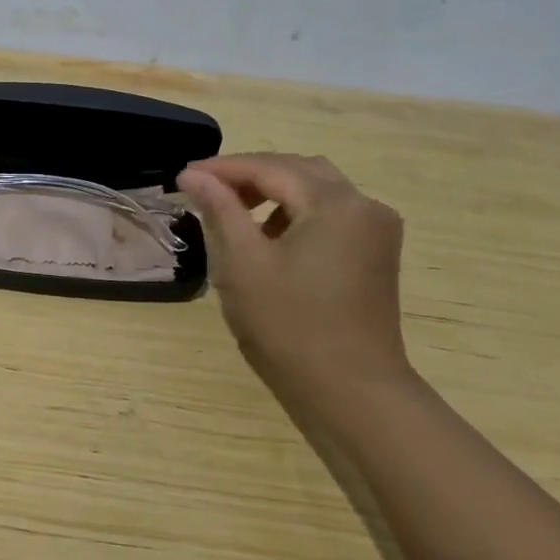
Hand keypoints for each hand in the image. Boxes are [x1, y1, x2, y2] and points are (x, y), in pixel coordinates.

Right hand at [176, 153, 411, 398]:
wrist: (352, 391)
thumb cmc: (289, 326)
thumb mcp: (243, 263)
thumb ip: (220, 209)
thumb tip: (193, 175)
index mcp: (335, 203)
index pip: (270, 167)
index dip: (223, 168)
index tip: (182, 176)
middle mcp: (364, 205)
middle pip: (298, 170)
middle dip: (249, 175)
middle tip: (205, 190)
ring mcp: (376, 230)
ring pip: (317, 190)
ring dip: (274, 192)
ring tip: (233, 212)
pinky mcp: (376, 253)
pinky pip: (332, 214)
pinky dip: (296, 213)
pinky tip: (271, 237)